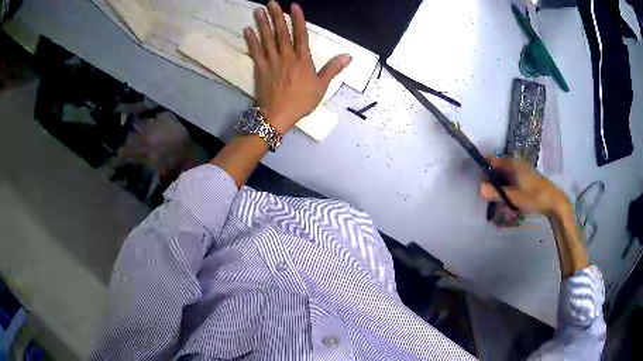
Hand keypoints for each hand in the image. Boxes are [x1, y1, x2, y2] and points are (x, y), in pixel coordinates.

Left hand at [243, 1, 351, 133]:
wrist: (278, 115)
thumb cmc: (302, 101)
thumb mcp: (322, 86)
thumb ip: (333, 69)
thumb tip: (348, 55)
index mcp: (302, 59)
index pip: (300, 34)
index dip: (298, 19)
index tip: (293, 6)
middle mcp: (286, 56)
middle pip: (281, 32)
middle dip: (276, 16)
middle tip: (271, 2)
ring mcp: (272, 61)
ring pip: (267, 38)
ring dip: (263, 23)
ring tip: (258, 10)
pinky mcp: (260, 68)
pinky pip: (255, 51)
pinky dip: (251, 40)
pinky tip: (247, 30)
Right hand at [479, 157, 570, 216]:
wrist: (554, 201)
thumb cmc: (534, 197)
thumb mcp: (514, 197)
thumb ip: (496, 193)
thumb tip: (478, 189)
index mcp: (512, 165)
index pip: (492, 160)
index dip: (483, 168)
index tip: (479, 182)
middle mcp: (516, 164)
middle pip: (497, 168)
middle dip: (490, 180)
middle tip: (488, 195)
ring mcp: (522, 171)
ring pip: (504, 175)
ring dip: (498, 185)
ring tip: (497, 199)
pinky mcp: (526, 178)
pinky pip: (511, 179)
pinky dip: (506, 187)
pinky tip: (507, 199)